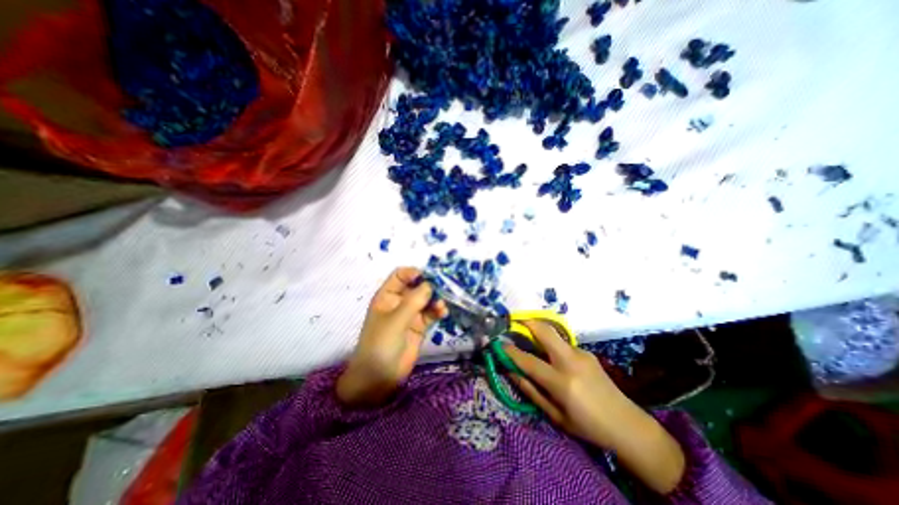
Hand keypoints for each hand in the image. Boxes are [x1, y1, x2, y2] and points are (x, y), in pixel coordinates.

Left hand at [335, 268, 446, 405]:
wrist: (379, 378)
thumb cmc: (380, 345)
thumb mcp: (395, 321)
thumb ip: (413, 301)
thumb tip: (430, 284)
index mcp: (387, 296)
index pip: (400, 276)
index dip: (413, 273)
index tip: (428, 276)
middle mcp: (399, 302)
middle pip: (416, 286)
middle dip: (429, 285)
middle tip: (444, 287)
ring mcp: (410, 314)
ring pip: (426, 299)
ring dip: (436, 299)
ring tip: (442, 305)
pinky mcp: (420, 326)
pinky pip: (431, 314)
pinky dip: (438, 311)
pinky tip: (443, 313)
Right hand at [503, 322, 634, 447]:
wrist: (627, 424)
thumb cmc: (587, 426)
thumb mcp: (555, 416)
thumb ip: (531, 391)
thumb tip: (511, 372)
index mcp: (562, 383)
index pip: (529, 361)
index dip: (511, 352)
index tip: (500, 344)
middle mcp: (571, 362)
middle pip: (545, 331)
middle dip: (528, 323)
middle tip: (515, 323)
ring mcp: (581, 354)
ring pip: (554, 334)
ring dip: (539, 333)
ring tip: (531, 342)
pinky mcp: (587, 352)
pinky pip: (563, 344)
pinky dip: (552, 345)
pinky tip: (554, 359)